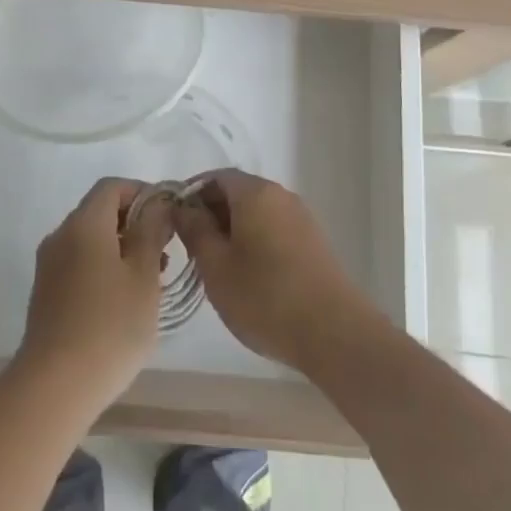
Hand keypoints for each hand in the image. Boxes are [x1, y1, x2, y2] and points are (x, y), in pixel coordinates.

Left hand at [17, 178, 171, 413]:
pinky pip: (78, 263)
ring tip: (151, 281)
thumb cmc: (110, 326)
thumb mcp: (144, 276)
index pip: (112, 187)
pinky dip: (104, 267)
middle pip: (100, 211)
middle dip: (134, 223)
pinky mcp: (45, 292)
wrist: (54, 386)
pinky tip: (124, 301)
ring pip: (90, 240)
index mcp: (84, 224)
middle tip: (165, 252)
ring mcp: (49, 265)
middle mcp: (61, 235)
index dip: (142, 193)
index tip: (168, 216)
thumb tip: (157, 204)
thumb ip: (152, 232)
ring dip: (121, 248)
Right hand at [174, 170, 382, 372]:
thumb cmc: (266, 296)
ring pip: (256, 213)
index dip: (191, 195)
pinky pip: (274, 229)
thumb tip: (183, 208)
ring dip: (233, 230)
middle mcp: (280, 195)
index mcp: (255, 192)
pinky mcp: (313, 242)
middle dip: (211, 214)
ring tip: (218, 267)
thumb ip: (195, 230)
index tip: (176, 223)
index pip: (215, 177)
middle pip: (237, 192)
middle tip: (193, 249)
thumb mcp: (216, 266)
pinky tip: (249, 277)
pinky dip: (255, 242)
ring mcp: (301, 218)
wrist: (334, 333)